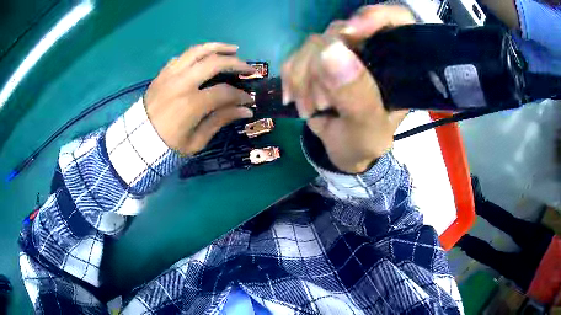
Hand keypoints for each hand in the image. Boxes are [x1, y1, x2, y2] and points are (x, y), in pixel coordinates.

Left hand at [144, 43, 255, 154]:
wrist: (137, 143)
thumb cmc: (167, 147)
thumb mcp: (195, 141)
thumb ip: (220, 121)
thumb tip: (245, 110)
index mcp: (191, 104)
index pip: (224, 92)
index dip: (240, 95)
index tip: (248, 100)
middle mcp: (181, 83)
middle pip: (214, 63)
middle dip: (236, 63)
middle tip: (248, 68)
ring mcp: (170, 75)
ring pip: (197, 51)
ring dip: (218, 47)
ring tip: (233, 49)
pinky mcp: (162, 74)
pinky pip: (182, 57)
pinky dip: (197, 53)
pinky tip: (206, 56)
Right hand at [281, 5, 414, 172]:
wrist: (343, 150)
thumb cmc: (364, 142)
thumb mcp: (368, 129)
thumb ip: (357, 96)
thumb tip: (330, 51)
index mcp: (396, 64)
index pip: (396, 20)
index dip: (375, 16)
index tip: (351, 32)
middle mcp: (370, 50)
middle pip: (342, 30)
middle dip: (323, 65)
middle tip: (322, 102)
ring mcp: (343, 53)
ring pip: (314, 43)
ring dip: (304, 77)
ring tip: (310, 108)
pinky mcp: (320, 59)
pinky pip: (296, 54)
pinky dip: (291, 78)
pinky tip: (295, 99)